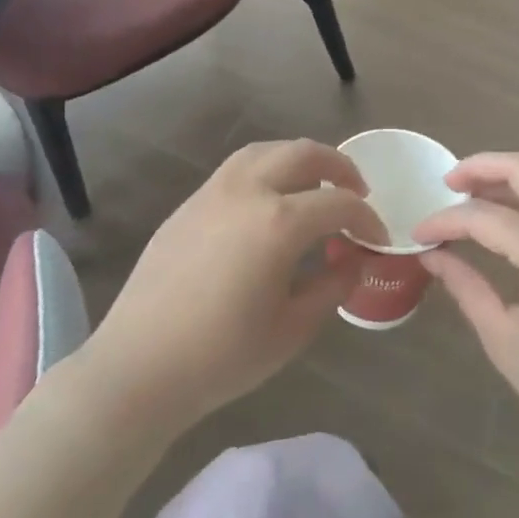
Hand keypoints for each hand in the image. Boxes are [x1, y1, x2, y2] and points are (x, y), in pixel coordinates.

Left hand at [81, 140, 387, 433]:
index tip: (378, 239)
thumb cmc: (223, 356)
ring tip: (315, 185)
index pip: (338, 204)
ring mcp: (213, 192)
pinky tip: (270, 201)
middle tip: (357, 192)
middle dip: (339, 167)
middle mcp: (247, 191)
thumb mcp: (292, 328)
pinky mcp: (189, 204)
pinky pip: (237, 168)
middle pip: (303, 154)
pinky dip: (266, 169)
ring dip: (299, 159)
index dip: (366, 219)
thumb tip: (355, 259)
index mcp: (278, 222)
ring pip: (266, 151)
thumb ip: (333, 285)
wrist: (139, 366)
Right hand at [414, 153, 518, 467]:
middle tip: (447, 183)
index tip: (418, 232)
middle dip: (480, 167)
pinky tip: (508, 222)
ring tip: (470, 198)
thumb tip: (434, 255)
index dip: (445, 220)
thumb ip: (466, 286)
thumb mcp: (505, 339)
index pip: (484, 216)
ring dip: (507, 181)